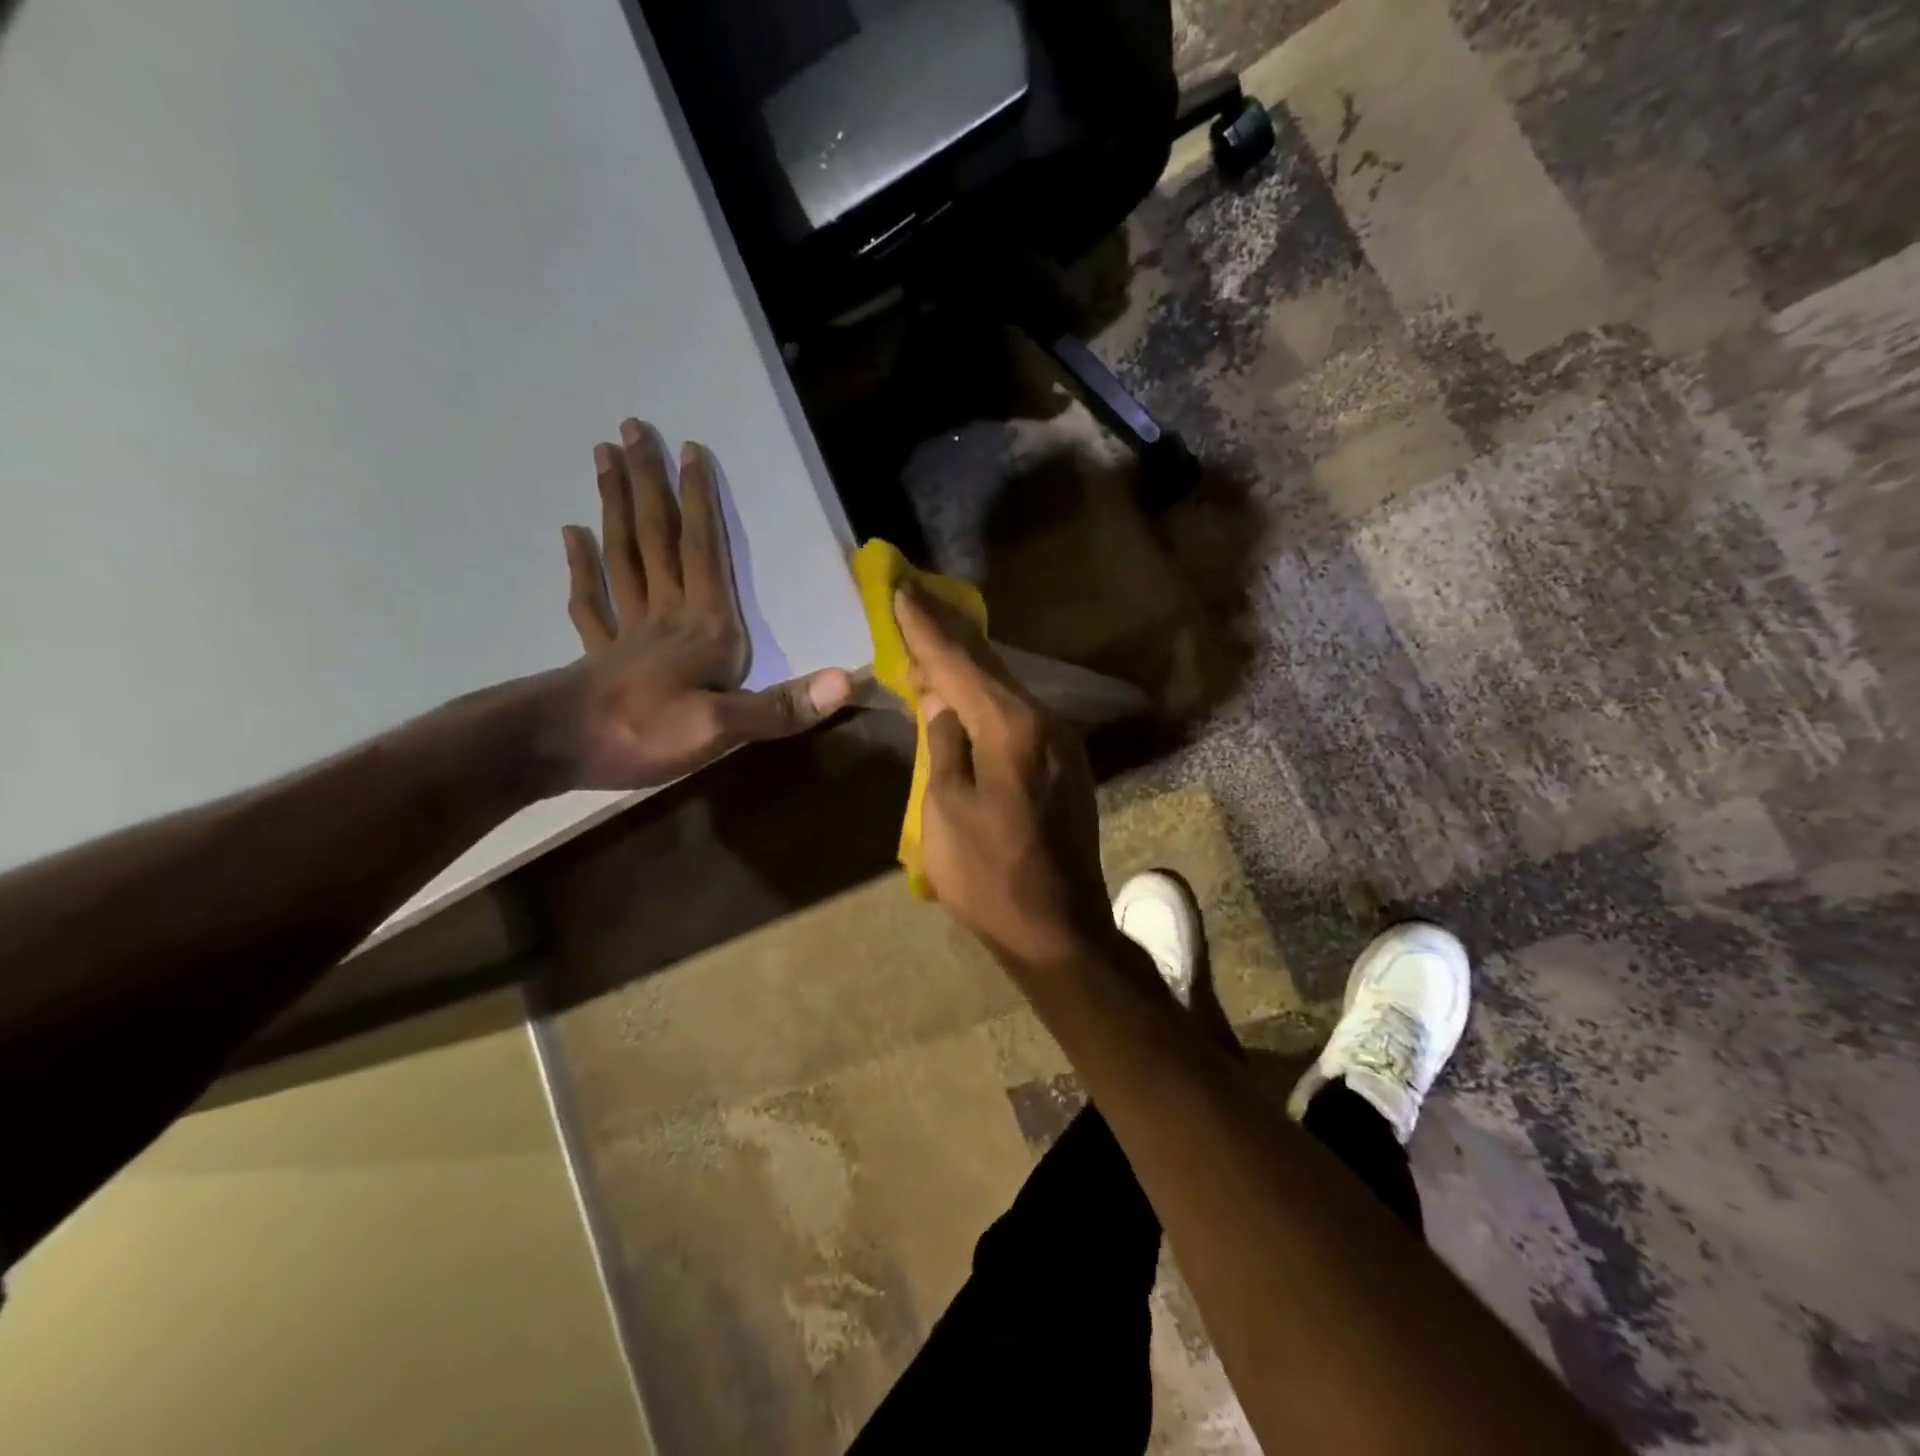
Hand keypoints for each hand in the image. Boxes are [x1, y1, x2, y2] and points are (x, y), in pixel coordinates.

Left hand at [542, 419, 850, 790]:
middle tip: (631, 430)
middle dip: (648, 484)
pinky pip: (592, 602)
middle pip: (655, 540)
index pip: (702, 552)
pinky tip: (573, 538)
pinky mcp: (601, 655)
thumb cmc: (643, 736)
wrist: (557, 752)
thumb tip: (845, 682)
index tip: (690, 449)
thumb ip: (780, 706)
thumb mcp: (722, 730)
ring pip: (622, 557)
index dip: (699, 502)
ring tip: (603, 461)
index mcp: (702, 628)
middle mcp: (666, 617)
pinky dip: (583, 567)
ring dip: (616, 508)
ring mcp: (628, 633)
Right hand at [894, 586, 1113, 970]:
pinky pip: (1019, 714)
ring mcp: (1061, 743)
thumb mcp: (944, 811)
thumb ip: (943, 745)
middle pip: (988, 666)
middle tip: (915, 594)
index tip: (900, 587)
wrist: (1058, 931)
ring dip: (969, 662)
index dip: (925, 627)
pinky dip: (988, 695)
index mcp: (1012, 728)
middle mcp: (1045, 722)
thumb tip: (939, 701)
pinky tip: (968, 690)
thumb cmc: (989, 877)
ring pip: (1006, 688)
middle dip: (948, 630)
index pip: (959, 664)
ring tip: (934, 633)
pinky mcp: (1064, 764)